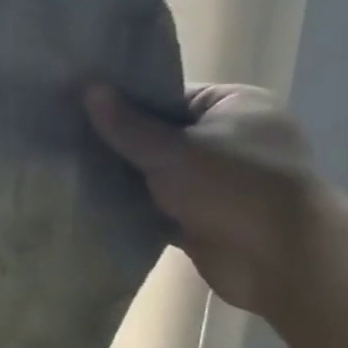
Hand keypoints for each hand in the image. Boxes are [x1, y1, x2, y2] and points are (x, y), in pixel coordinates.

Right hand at [84, 83, 325, 314]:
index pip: (168, 95)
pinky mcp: (203, 215)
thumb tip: (87, 89)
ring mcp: (217, 179)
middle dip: (117, 143)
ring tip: (68, 171)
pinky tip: (90, 203)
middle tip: (66, 141)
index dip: (124, 101)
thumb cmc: (233, 187)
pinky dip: (131, 206)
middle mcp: (229, 138)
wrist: (281, 258)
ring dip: (121, 177)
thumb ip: (126, 125)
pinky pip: (157, 204)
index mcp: (235, 106)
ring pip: (155, 172)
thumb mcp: (171, 150)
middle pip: (159, 134)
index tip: (78, 108)